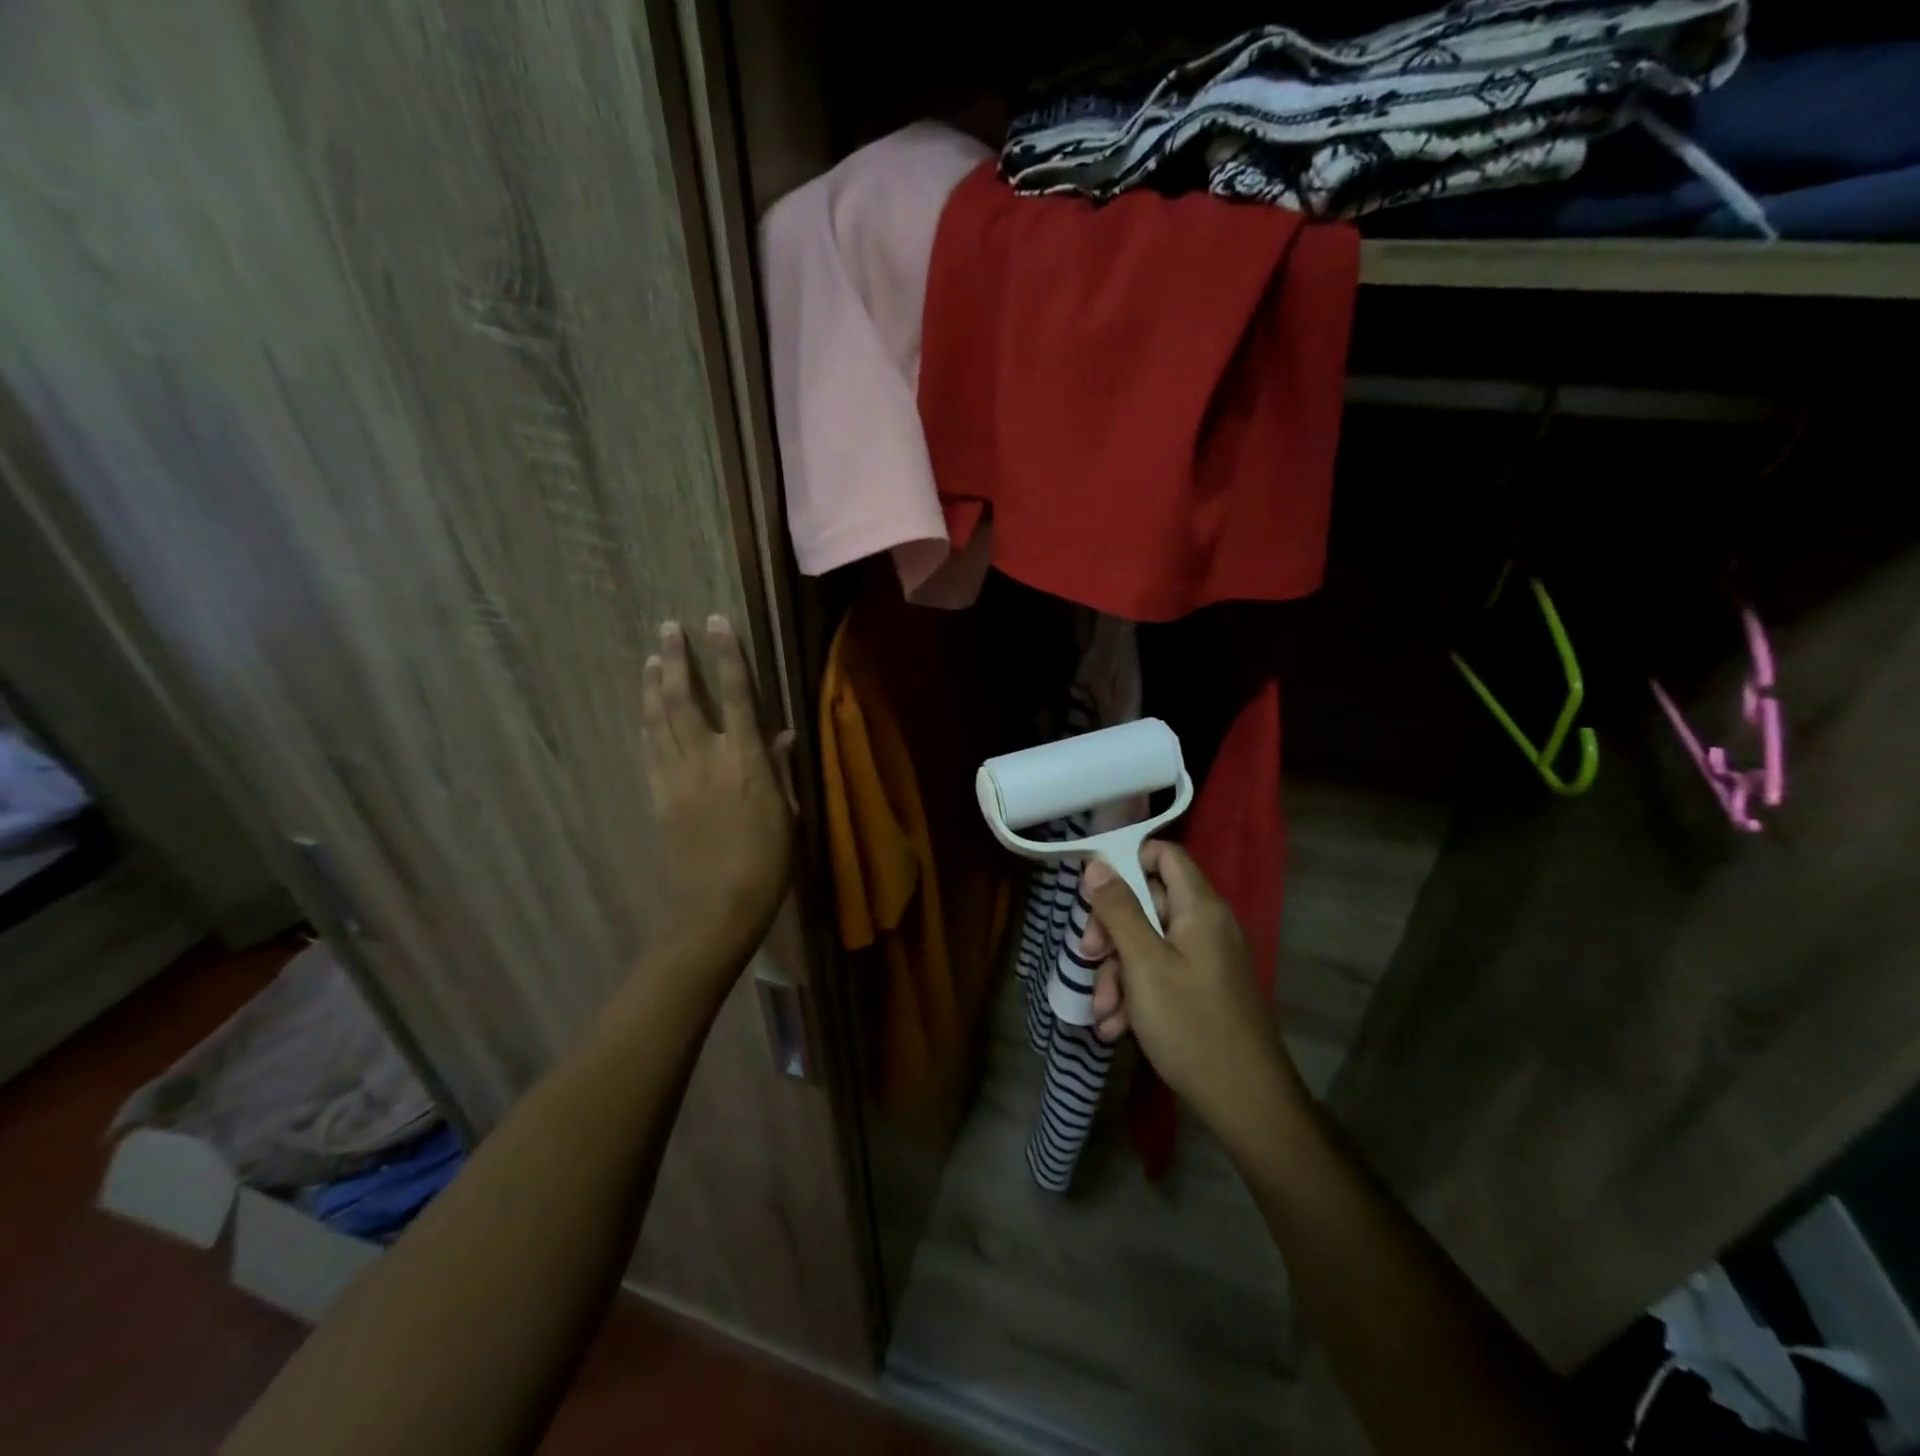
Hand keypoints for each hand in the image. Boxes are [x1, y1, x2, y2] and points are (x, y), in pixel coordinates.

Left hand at [641, 616, 796, 976]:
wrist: (715, 909)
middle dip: (675, 659)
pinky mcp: (658, 797)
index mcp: (746, 762)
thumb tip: (782, 734)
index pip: (735, 695)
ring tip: (650, 657)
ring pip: (658, 719)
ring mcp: (676, 778)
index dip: (726, 656)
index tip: (715, 622)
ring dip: (653, 684)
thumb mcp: (788, 815)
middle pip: (683, 698)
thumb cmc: (767, 864)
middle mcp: (706, 760)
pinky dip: (645, 723)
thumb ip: (781, 770)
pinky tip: (644, 710)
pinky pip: (648, 750)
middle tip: (668, 628)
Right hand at [1081, 842, 1304, 1138]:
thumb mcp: (1143, 964)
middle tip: (1087, 957)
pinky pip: (1159, 974)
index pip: (1163, 855)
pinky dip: (1135, 995)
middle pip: (1147, 902)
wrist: (1246, 1103)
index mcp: (1199, 908)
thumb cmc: (1191, 1024)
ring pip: (1147, 944)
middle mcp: (1205, 925)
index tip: (1092, 891)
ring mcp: (1204, 959)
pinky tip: (1117, 1028)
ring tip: (1103, 1012)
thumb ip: (1119, 909)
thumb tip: (1098, 864)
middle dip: (1111, 932)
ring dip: (1117, 973)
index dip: (1127, 862)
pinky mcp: (1201, 990)